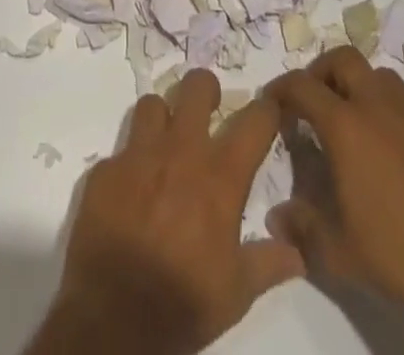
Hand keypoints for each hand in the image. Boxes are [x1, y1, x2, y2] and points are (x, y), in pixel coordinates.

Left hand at [26, 69, 303, 354]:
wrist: (113, 318)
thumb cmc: (183, 302)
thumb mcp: (236, 293)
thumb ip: (268, 263)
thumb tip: (298, 252)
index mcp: (219, 175)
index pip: (254, 121)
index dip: (266, 110)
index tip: (269, 110)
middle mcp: (180, 150)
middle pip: (196, 86)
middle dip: (206, 90)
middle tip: (209, 109)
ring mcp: (138, 153)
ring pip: (152, 103)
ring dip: (162, 117)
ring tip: (166, 142)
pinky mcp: (105, 167)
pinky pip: (120, 149)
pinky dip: (129, 163)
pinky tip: (131, 189)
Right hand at [267, 49, 403, 354]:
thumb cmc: (395, 255)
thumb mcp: (336, 251)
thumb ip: (301, 226)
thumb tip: (277, 217)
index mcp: (346, 126)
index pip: (302, 86)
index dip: (281, 88)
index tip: (272, 102)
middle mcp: (378, 108)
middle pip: (344, 59)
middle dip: (321, 71)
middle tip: (312, 100)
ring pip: (379, 76)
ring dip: (359, 85)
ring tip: (350, 119)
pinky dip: (389, 118)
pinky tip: (390, 157)